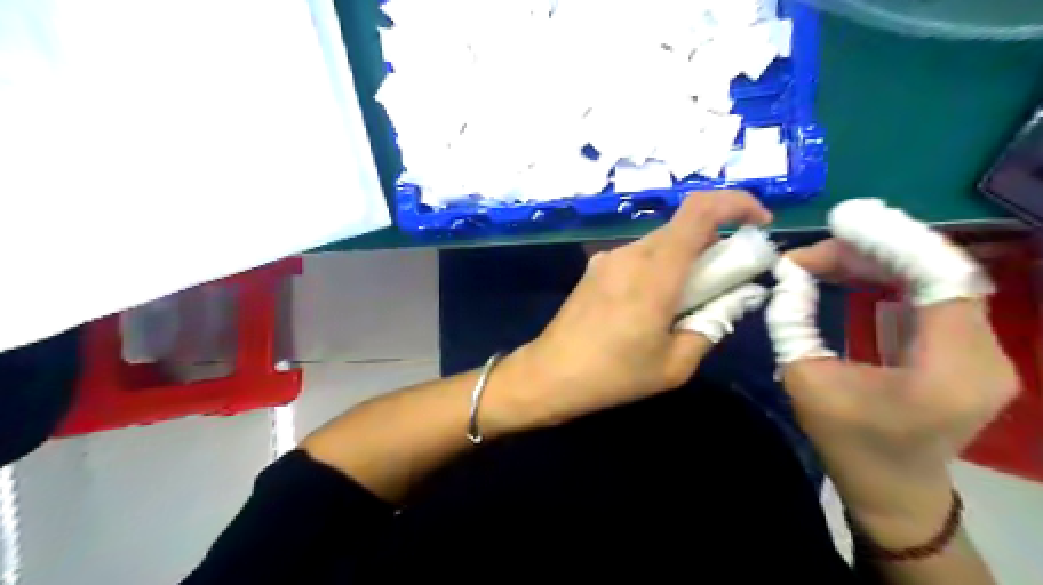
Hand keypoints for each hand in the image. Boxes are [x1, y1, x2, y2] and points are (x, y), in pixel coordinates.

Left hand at [484, 189, 768, 430]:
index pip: (700, 211)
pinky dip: (661, 266)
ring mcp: (609, 258)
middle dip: (716, 242)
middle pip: (684, 227)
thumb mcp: (675, 364)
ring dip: (686, 258)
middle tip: (727, 280)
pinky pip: (640, 256)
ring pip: (662, 242)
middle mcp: (632, 254)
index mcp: (656, 274)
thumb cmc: (614, 375)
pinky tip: (653, 303)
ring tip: (687, 300)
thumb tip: (738, 297)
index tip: (760, 224)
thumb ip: (712, 324)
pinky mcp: (596, 268)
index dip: (736, 204)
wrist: (550, 374)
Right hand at [764, 234, 1019, 549]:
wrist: (893, 489)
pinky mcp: (968, 350)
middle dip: (871, 250)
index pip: (939, 278)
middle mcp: (984, 354)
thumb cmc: (847, 441)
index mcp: (950, 368)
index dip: (891, 241)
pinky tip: (853, 271)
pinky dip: (891, 277)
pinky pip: (934, 296)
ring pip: (936, 280)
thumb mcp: (804, 380)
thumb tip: (788, 273)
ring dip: (878, 260)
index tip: (840, 221)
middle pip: (936, 273)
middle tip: (812, 250)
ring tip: (823, 257)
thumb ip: (792, 321)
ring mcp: (983, 351)